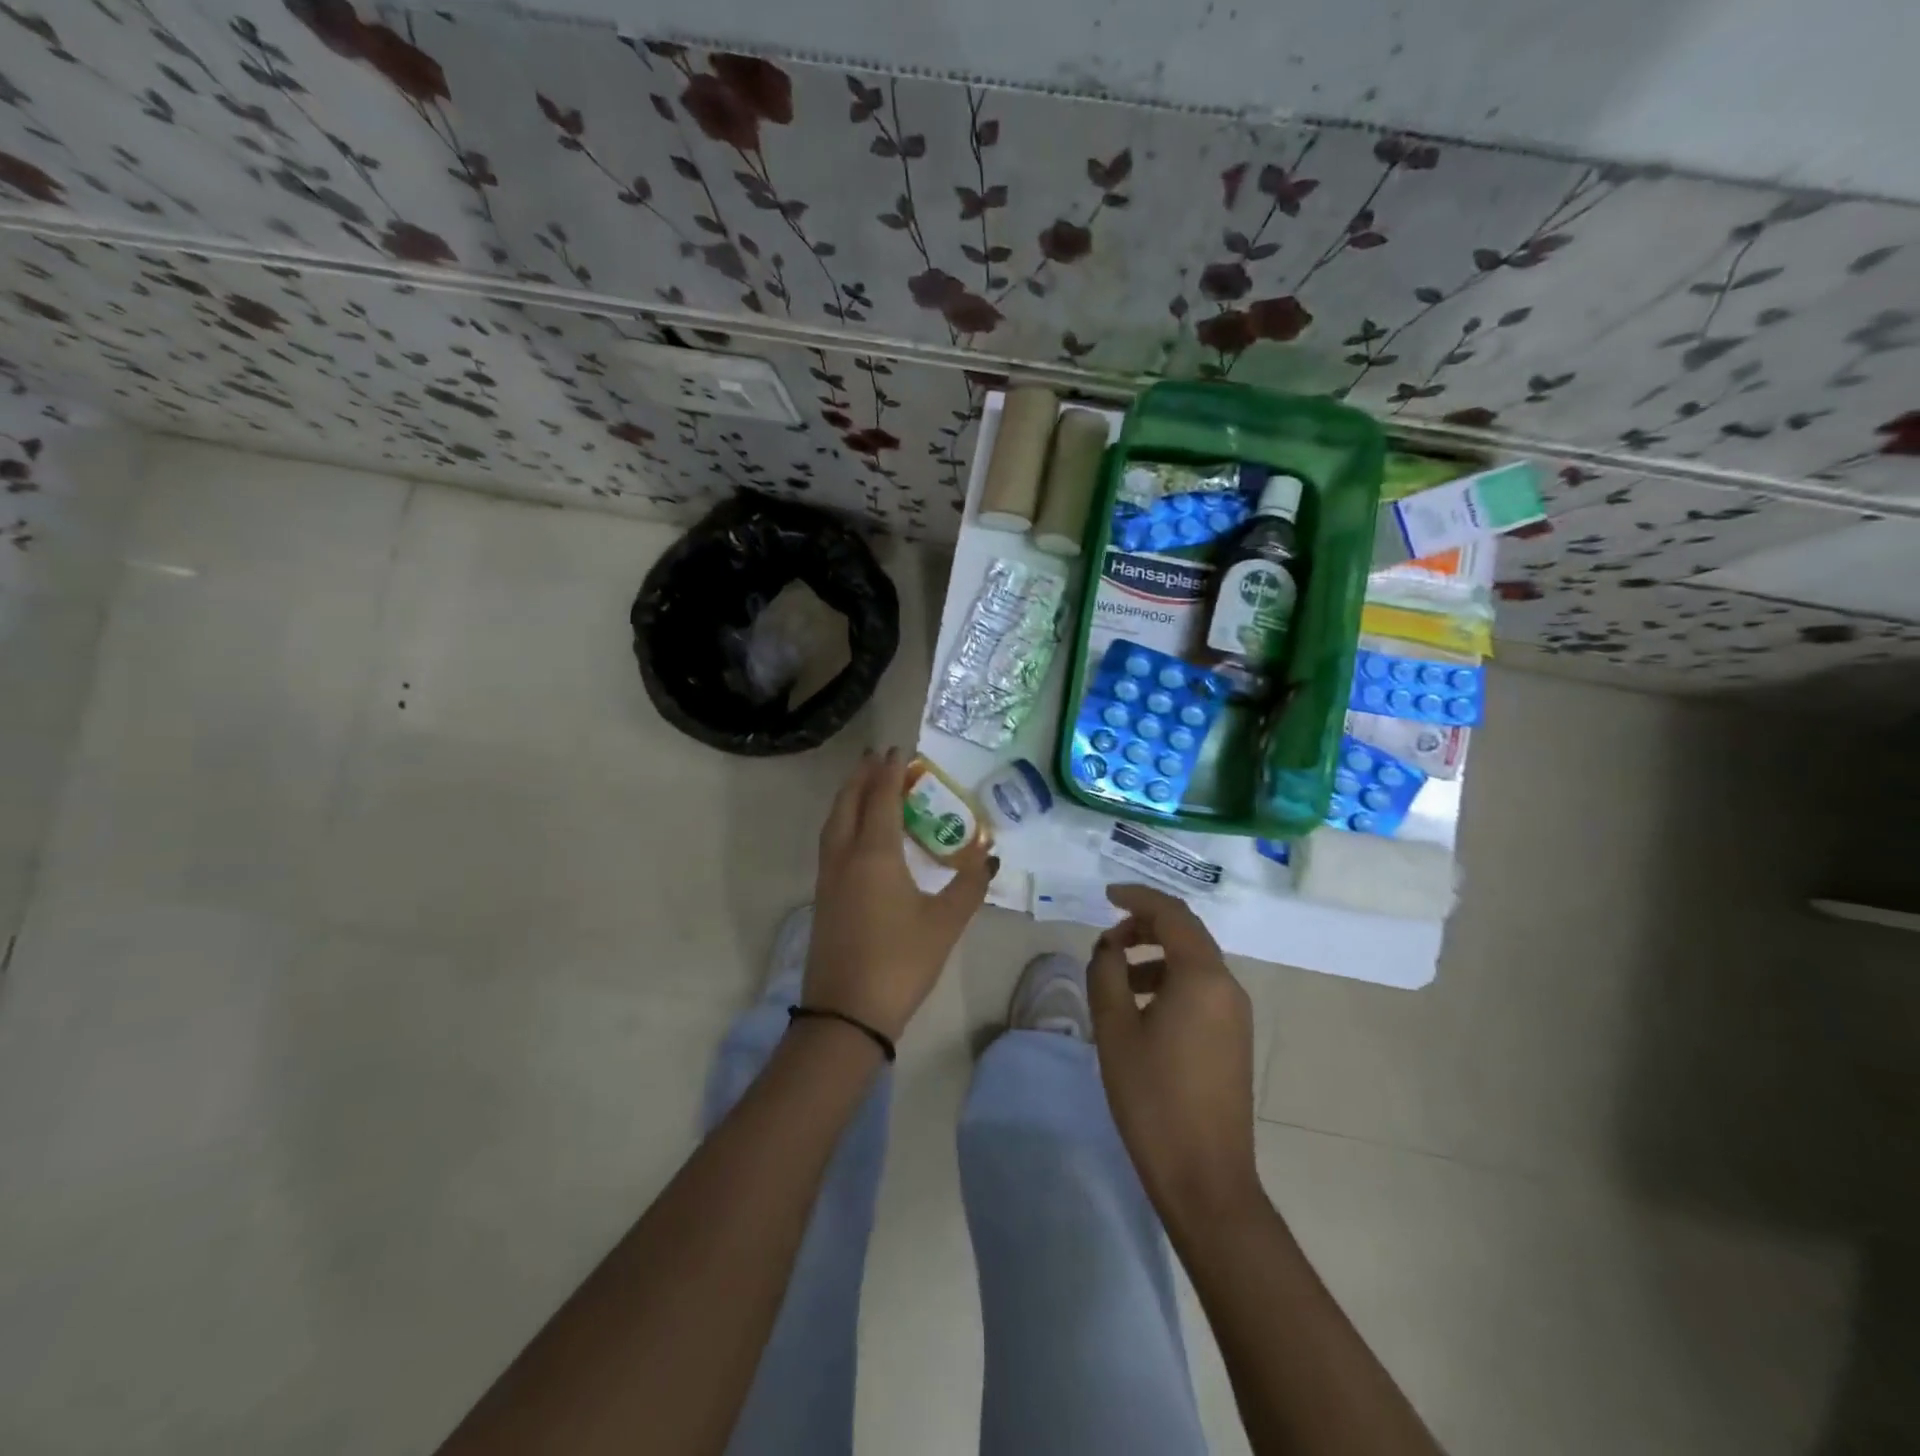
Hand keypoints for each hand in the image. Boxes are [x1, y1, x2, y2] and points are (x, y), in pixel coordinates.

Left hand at [805, 748, 994, 1040]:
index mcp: (875, 853)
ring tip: (866, 784)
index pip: (881, 798)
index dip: (890, 771)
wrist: (846, 1013)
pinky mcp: (823, 896)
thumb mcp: (945, 923)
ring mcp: (829, 876)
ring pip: (834, 821)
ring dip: (849, 796)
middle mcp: (846, 855)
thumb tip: (988, 856)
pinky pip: (831, 841)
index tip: (899, 750)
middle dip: (863, 775)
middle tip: (879, 758)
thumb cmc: (900, 962)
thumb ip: (969, 885)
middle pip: (849, 802)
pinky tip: (857, 831)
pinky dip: (843, 820)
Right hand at [1088, 884, 1262, 1230]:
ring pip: (1195, 962)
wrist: (1206, 1177)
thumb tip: (1108, 946)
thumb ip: (1106, 974)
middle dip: (1146, 925)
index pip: (1172, 914)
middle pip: (1188, 933)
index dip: (1138, 898)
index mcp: (1202, 977)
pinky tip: (1142, 1007)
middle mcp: (1227, 986)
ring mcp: (1237, 1013)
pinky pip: (1202, 988)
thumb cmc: (1153, 1098)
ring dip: (1156, 955)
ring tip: (1118, 974)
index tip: (1106, 895)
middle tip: (1108, 937)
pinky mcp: (1235, 1037)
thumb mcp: (1115, 1030)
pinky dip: (1171, 980)